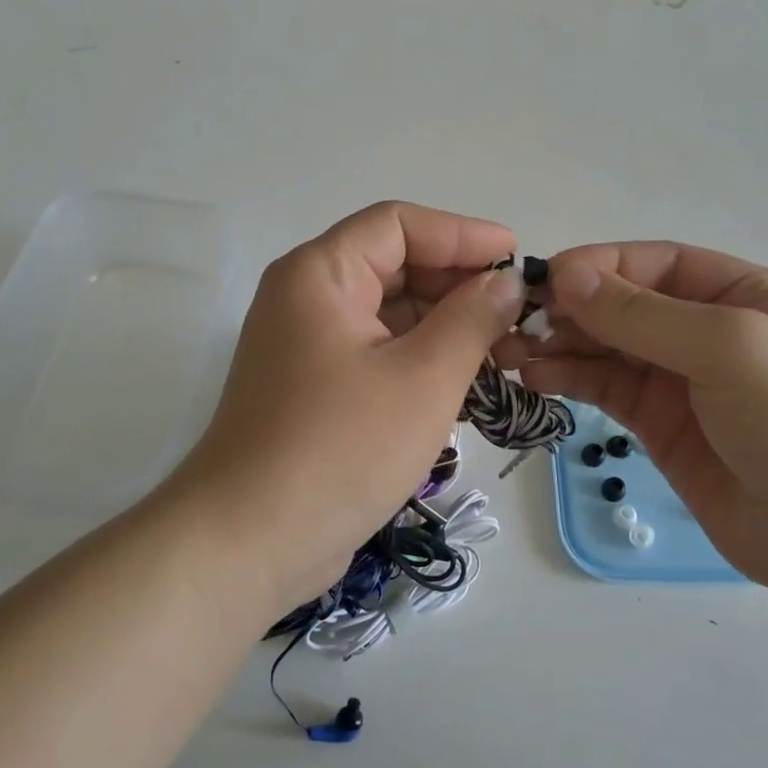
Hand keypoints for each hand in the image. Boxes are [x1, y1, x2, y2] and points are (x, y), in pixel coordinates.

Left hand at [171, 202, 525, 614]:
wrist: (250, 542)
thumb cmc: (340, 447)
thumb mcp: (422, 378)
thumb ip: (471, 319)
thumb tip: (505, 284)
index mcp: (320, 274)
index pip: (398, 225)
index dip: (462, 234)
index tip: (515, 259)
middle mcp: (307, 298)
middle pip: (394, 266)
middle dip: (458, 285)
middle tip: (517, 315)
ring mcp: (309, 346)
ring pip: (389, 314)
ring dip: (445, 326)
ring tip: (504, 351)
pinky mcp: (316, 389)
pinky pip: (378, 353)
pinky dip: (421, 359)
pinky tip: (467, 382)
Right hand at [494, 244, 767, 604]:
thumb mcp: (731, 349)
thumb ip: (645, 315)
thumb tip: (567, 278)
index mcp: (738, 293)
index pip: (653, 263)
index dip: (598, 266)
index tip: (544, 282)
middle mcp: (705, 329)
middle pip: (622, 304)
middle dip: (569, 309)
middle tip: (513, 323)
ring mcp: (680, 380)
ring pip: (605, 347)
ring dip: (558, 345)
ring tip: (511, 353)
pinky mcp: (658, 425)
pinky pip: (604, 388)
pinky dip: (568, 379)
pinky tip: (535, 379)